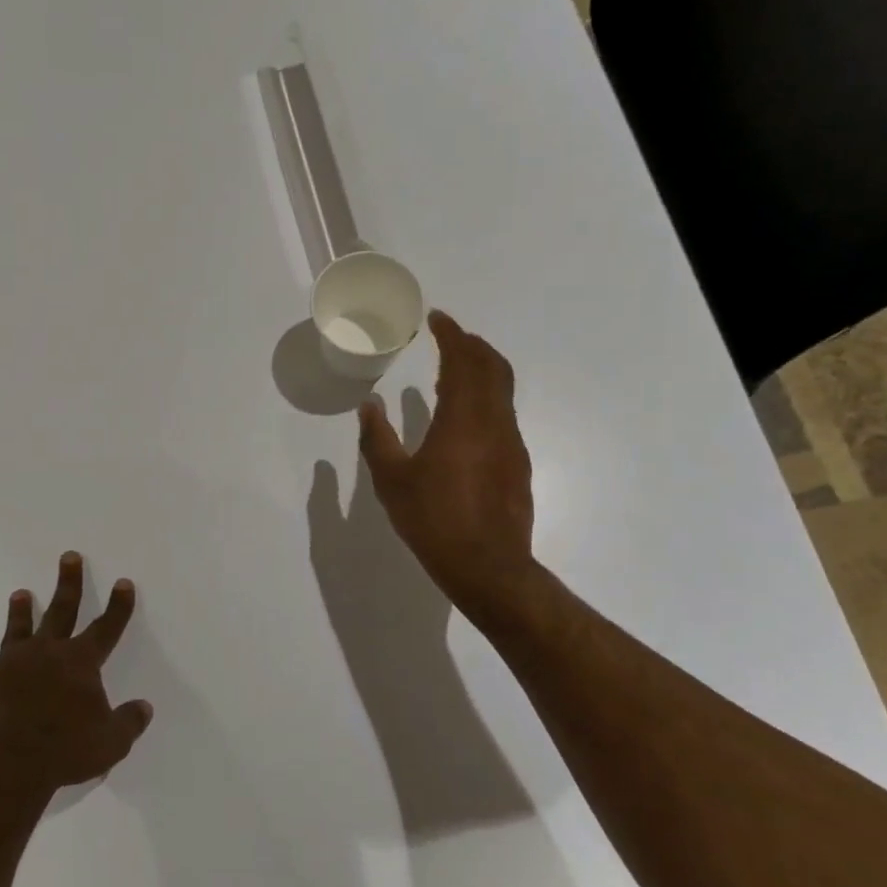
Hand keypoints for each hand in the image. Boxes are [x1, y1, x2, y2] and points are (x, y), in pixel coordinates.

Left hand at [0, 552, 154, 799]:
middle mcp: (48, 653)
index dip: (118, 606)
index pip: (106, 627)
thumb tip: (144, 708)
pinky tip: (2, 663)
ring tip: (21, 593)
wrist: (5, 763)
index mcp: (80, 662)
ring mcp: (13, 664)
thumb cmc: (64, 751)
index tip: (123, 582)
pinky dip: (5, 658)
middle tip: (69, 556)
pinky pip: (0, 663)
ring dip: (24, 609)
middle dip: (69, 582)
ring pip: (22, 628)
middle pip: (62, 610)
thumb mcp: (110, 743)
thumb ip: (128, 722)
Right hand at [357, 311, 536, 623]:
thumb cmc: (433, 520)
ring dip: (482, 369)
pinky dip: (485, 396)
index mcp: (462, 420)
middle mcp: (494, 422)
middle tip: (448, 335)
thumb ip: (377, 438)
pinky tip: (463, 415)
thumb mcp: (391, 480)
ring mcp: (511, 443)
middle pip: (494, 367)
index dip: (452, 335)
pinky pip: (502, 413)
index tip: (437, 318)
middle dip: (472, 344)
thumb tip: (369, 405)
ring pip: (503, 390)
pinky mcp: (517, 463)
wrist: (488, 568)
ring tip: (454, 368)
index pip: (464, 361)